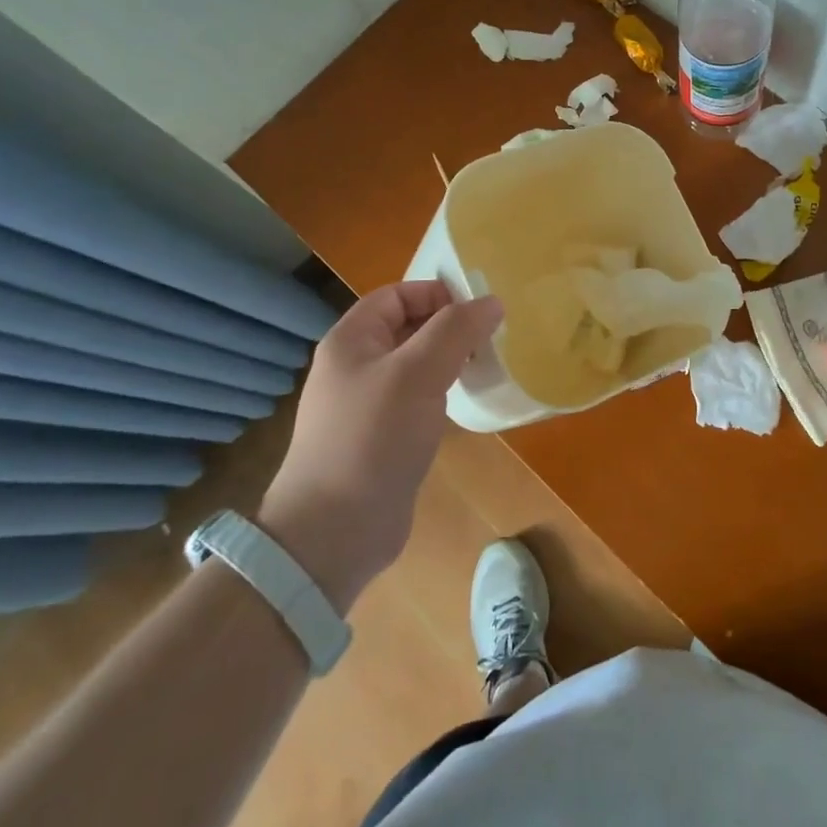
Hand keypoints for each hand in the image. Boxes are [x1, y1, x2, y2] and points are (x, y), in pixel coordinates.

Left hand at [259, 280, 502, 613]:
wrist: (334, 532)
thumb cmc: (373, 437)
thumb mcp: (417, 373)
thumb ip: (455, 330)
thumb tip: (492, 302)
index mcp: (352, 340)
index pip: (397, 295)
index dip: (437, 294)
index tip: (479, 311)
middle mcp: (356, 366)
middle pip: (408, 327)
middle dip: (449, 327)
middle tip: (491, 339)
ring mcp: (367, 404)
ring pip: (416, 365)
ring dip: (450, 361)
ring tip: (486, 367)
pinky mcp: (382, 438)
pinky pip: (417, 400)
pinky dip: (442, 394)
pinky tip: (466, 404)